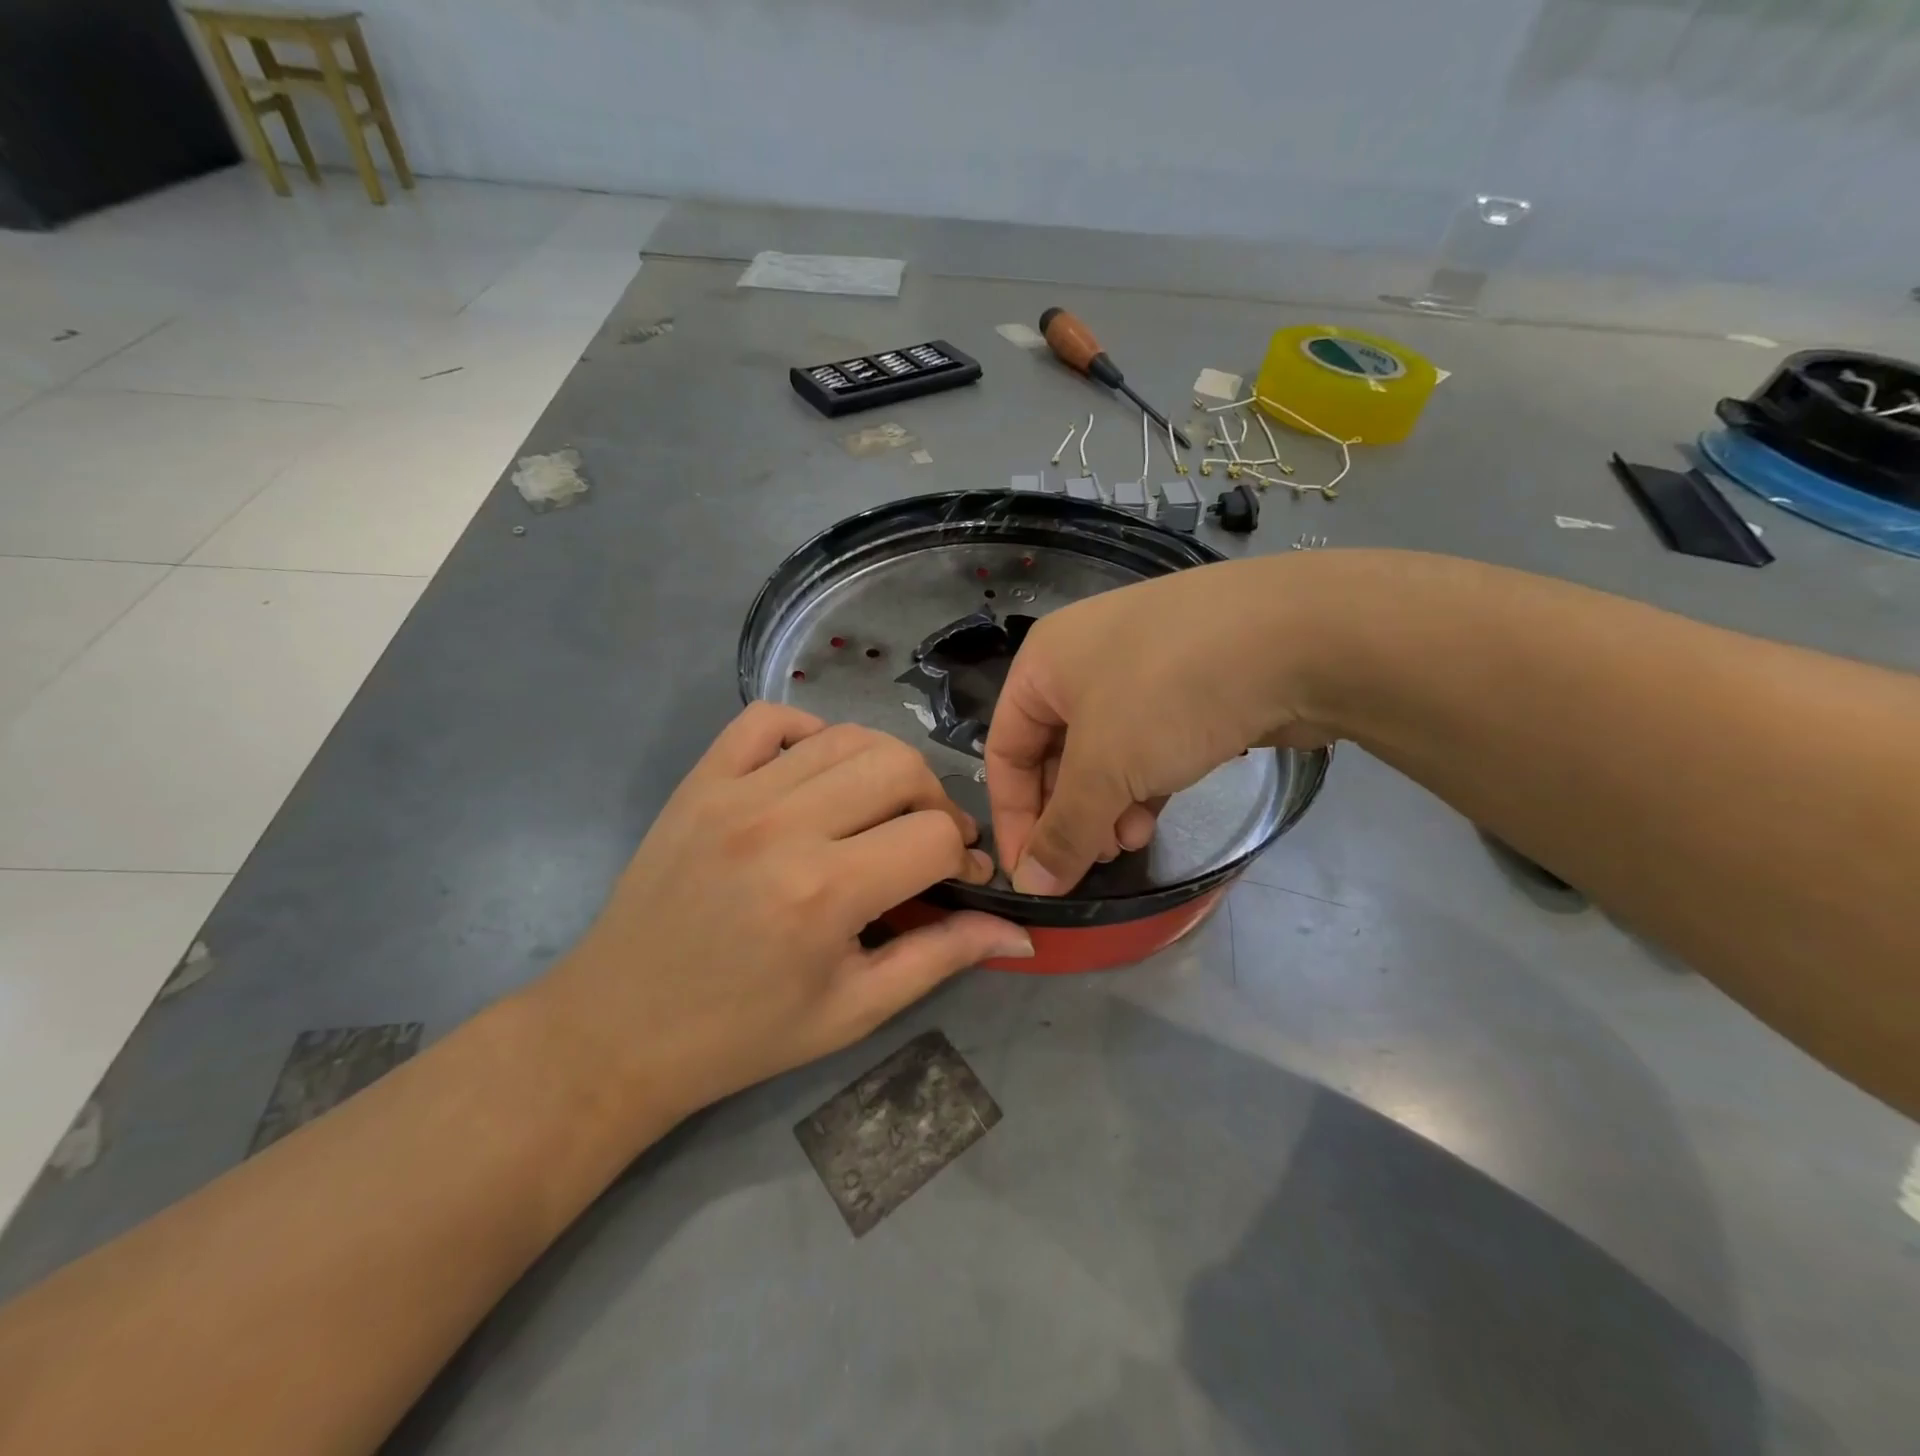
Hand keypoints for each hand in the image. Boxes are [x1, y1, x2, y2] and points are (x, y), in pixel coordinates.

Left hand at [540, 703, 1031, 1123]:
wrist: (617, 1029)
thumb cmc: (743, 1034)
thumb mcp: (853, 1010)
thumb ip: (940, 958)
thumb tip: (1019, 934)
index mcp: (824, 893)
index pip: (934, 837)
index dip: (966, 857)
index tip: (963, 880)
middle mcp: (782, 826)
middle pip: (899, 766)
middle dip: (934, 801)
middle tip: (926, 842)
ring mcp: (733, 794)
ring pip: (846, 735)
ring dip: (884, 768)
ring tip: (880, 810)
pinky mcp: (698, 781)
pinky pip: (768, 719)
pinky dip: (810, 731)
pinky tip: (817, 773)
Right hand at [985, 557, 1336, 894]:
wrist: (1300, 636)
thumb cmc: (1170, 693)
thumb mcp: (1104, 768)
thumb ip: (1063, 832)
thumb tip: (1030, 886)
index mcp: (1044, 663)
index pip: (1004, 750)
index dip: (1012, 817)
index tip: (1030, 874)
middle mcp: (1085, 661)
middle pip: (1055, 754)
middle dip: (1068, 814)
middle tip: (1088, 860)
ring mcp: (1142, 671)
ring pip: (1104, 755)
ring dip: (1107, 807)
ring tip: (1127, 844)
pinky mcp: (1190, 688)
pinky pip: (1147, 745)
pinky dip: (1143, 785)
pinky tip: (1154, 818)